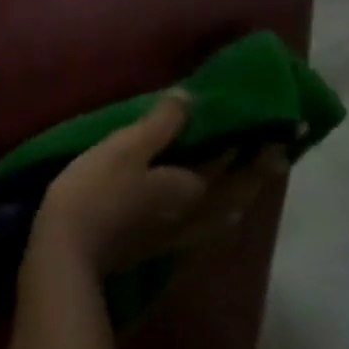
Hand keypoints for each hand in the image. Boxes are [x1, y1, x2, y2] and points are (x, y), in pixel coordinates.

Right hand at [29, 92, 287, 277]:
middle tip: (279, 154)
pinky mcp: (160, 246)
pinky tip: (214, 215)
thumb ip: (161, 123)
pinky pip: (207, 227)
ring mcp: (179, 235)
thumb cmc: (97, 191)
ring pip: (225, 213)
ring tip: (251, 183)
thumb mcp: (125, 147)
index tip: (277, 127)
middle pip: (237, 191)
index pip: (230, 159)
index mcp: (192, 186)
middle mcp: (195, 213)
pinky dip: (221, 214)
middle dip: (259, 171)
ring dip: (243, 195)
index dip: (253, 141)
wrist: (69, 251)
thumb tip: (190, 97)